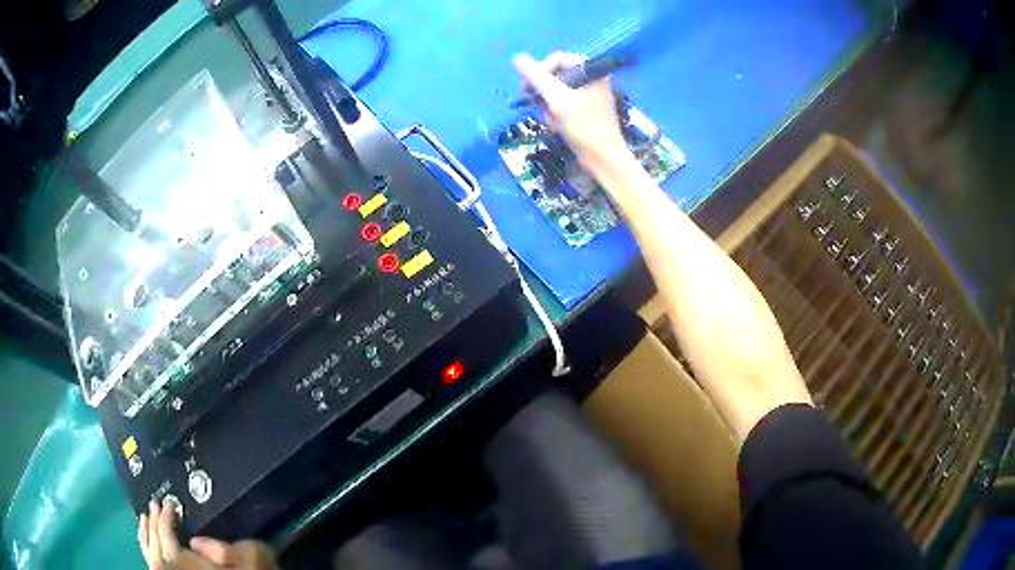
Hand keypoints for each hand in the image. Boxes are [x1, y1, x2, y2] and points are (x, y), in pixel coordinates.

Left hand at [139, 501, 277, 569]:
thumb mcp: (250, 558)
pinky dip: (148, 548)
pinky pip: (153, 563)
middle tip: (155, 503)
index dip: (165, 517)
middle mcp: (176, 568)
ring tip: (145, 517)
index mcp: (189, 562)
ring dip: (147, 534)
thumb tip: (196, 542)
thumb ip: (225, 549)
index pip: (166, 535)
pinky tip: (149, 541)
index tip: (169, 503)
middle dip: (154, 522)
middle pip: (155, 543)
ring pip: (151, 555)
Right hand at [512, 52, 633, 177]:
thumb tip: (517, 58)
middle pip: (554, 75)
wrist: (603, 158)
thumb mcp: (557, 99)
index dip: (540, 72)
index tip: (530, 89)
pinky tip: (557, 126)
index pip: (557, 59)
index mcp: (591, 70)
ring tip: (553, 121)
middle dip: (544, 93)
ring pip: (554, 92)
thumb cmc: (584, 127)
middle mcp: (590, 78)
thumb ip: (537, 77)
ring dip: (547, 106)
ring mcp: (587, 94)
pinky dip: (554, 114)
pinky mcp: (583, 109)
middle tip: (538, 105)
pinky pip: (560, 104)